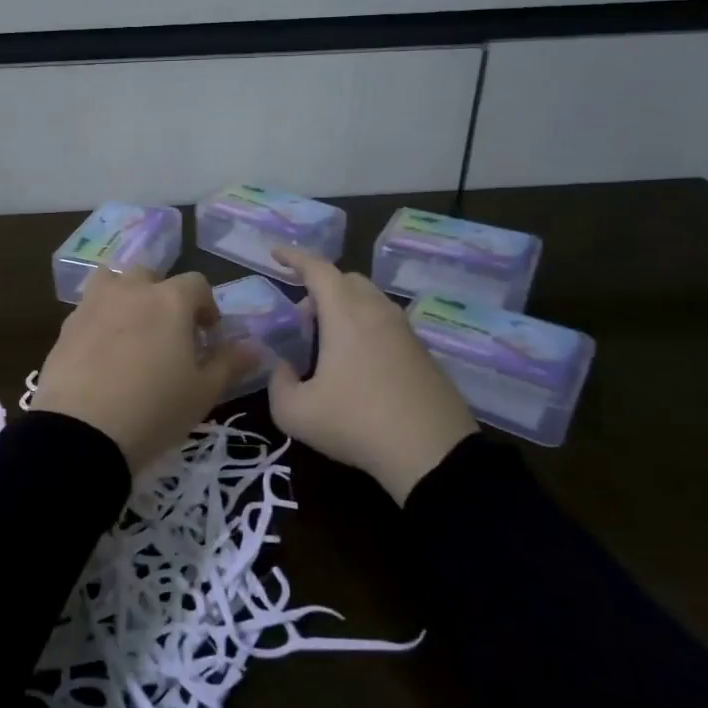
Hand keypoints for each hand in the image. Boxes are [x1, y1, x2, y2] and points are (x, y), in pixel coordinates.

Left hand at [33, 268, 257, 473]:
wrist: (81, 432)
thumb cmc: (154, 410)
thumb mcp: (203, 393)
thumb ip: (229, 363)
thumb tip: (255, 347)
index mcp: (170, 300)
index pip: (197, 283)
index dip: (206, 306)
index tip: (207, 336)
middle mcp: (131, 291)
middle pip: (151, 276)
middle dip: (164, 296)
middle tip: (169, 333)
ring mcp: (93, 304)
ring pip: (112, 282)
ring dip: (126, 296)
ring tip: (131, 331)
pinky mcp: (65, 326)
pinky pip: (88, 309)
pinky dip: (99, 319)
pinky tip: (102, 353)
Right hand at [267, 247, 479, 504]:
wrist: (432, 454)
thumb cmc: (356, 423)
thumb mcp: (295, 413)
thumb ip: (278, 383)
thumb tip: (283, 369)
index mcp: (346, 314)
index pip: (317, 269)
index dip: (293, 257)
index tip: (275, 253)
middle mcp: (377, 311)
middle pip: (346, 280)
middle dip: (319, 288)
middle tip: (301, 319)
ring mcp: (405, 331)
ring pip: (369, 300)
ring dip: (343, 308)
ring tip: (327, 344)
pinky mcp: (423, 352)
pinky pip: (386, 323)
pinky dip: (364, 328)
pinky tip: (357, 365)